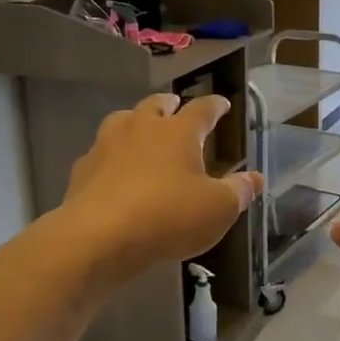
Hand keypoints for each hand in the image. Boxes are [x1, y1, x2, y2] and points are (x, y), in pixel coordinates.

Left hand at [59, 94, 263, 271]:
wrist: (99, 236)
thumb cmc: (168, 217)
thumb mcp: (217, 209)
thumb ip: (238, 191)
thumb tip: (256, 178)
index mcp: (178, 132)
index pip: (202, 109)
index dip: (215, 106)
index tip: (222, 104)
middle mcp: (142, 127)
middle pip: (156, 105)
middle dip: (169, 104)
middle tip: (176, 106)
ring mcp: (107, 145)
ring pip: (123, 120)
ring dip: (135, 121)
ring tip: (142, 129)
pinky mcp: (83, 168)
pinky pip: (101, 152)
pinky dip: (111, 155)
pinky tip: (113, 169)